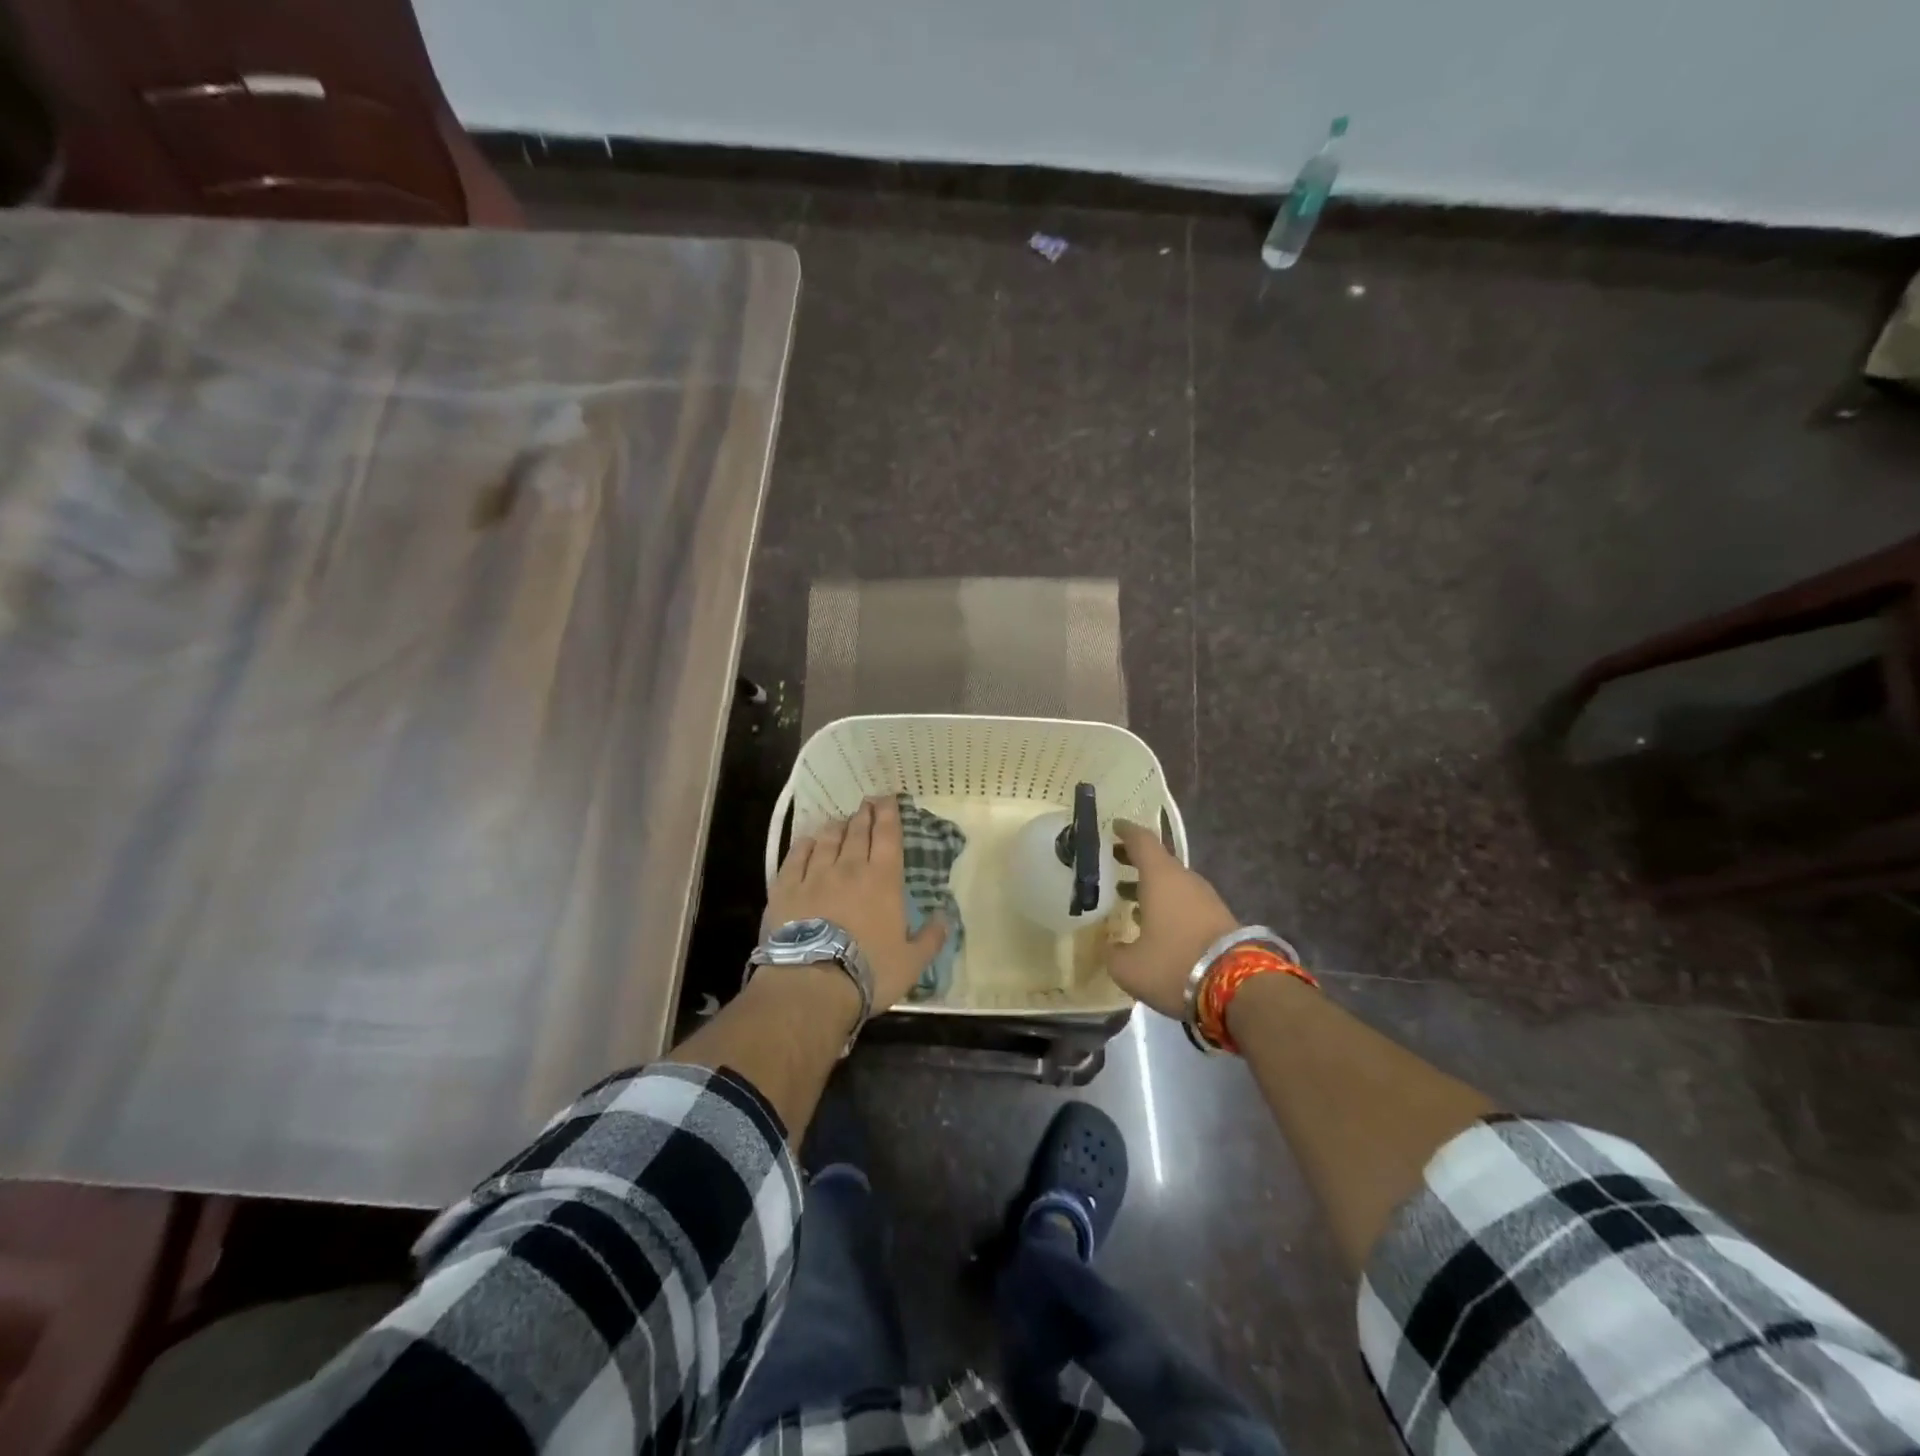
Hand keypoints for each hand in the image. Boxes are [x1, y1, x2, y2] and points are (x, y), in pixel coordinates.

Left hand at [764, 795, 947, 1014]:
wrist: (812, 984)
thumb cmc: (869, 971)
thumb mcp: (912, 962)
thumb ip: (931, 937)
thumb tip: (945, 916)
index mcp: (883, 880)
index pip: (888, 836)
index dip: (889, 814)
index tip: (888, 798)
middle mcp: (850, 868)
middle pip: (858, 832)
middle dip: (864, 814)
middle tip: (867, 802)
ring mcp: (815, 875)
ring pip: (827, 840)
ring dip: (836, 826)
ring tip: (840, 820)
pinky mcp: (786, 888)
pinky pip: (796, 856)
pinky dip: (804, 844)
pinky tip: (808, 840)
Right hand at [1107, 820, 1240, 1018]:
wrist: (1240, 989)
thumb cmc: (1174, 965)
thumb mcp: (1129, 967)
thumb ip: (1113, 952)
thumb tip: (1110, 947)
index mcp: (1160, 878)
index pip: (1141, 841)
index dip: (1125, 832)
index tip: (1113, 826)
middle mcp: (1185, 880)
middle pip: (1158, 861)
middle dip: (1134, 861)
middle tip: (1113, 863)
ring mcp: (1206, 899)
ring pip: (1173, 883)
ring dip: (1151, 886)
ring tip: (1128, 897)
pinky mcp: (1220, 919)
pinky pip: (1186, 902)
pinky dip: (1167, 904)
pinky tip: (1155, 924)